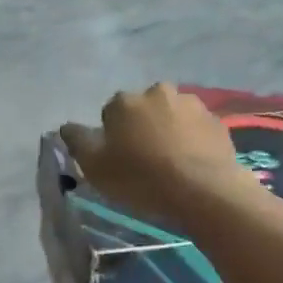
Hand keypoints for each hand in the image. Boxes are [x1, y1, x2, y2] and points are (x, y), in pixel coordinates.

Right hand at [58, 84, 252, 225]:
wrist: (203, 190)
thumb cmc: (141, 178)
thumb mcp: (95, 166)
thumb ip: (77, 141)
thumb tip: (65, 126)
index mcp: (125, 101)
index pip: (110, 113)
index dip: (113, 137)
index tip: (119, 159)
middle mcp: (158, 92)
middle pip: (143, 110)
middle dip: (142, 127)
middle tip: (146, 160)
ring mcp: (192, 104)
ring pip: (172, 116)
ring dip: (169, 131)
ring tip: (172, 163)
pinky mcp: (217, 121)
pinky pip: (197, 129)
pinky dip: (192, 141)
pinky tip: (192, 164)